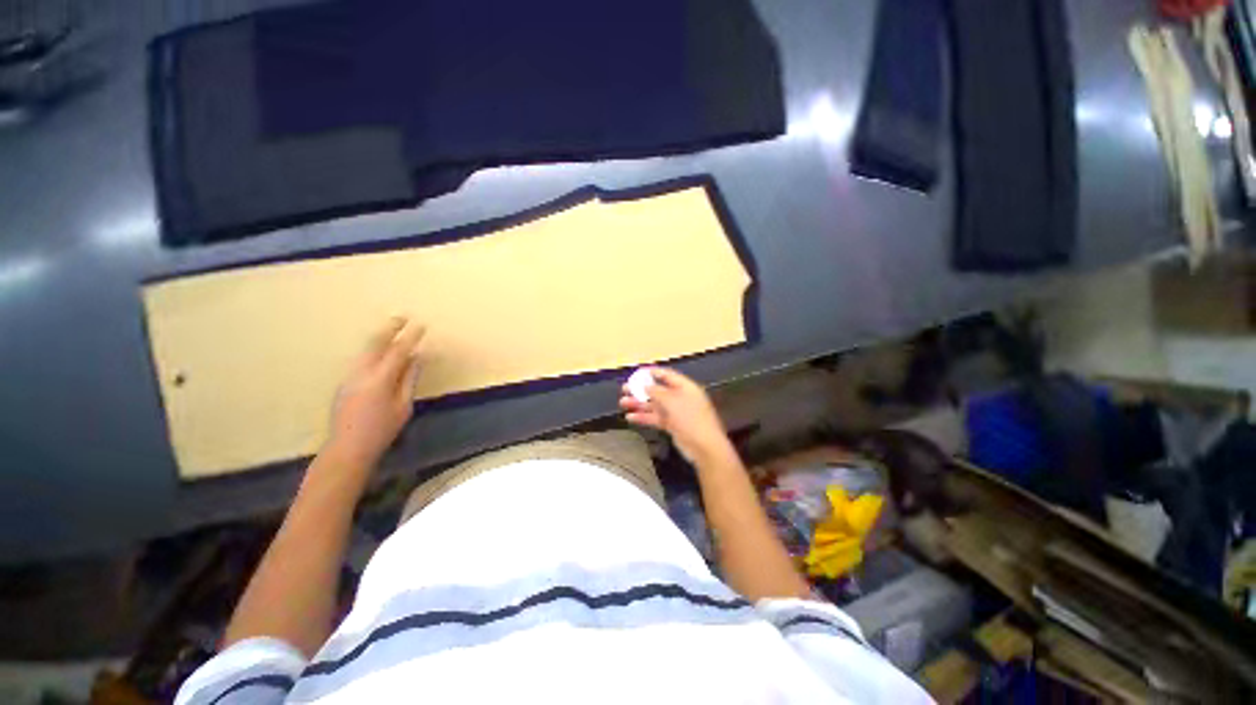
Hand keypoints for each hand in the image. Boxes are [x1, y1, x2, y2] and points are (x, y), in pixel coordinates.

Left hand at [325, 317, 425, 469]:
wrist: (347, 448)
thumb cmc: (382, 430)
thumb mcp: (403, 406)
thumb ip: (410, 379)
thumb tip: (417, 358)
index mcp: (380, 380)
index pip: (398, 352)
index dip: (410, 337)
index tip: (421, 325)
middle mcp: (361, 373)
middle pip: (374, 343)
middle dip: (389, 328)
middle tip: (402, 317)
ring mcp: (349, 377)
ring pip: (365, 350)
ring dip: (380, 337)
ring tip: (393, 329)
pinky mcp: (344, 382)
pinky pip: (361, 360)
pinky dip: (374, 351)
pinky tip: (382, 352)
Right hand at [619, 367, 732, 464]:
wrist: (704, 447)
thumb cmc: (690, 418)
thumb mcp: (672, 401)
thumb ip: (656, 392)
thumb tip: (644, 385)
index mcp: (685, 387)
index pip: (667, 375)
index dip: (651, 373)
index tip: (636, 373)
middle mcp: (680, 397)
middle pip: (658, 390)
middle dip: (641, 389)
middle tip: (624, 389)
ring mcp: (676, 412)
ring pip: (655, 405)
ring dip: (639, 404)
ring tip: (622, 403)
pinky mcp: (672, 425)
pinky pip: (656, 418)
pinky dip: (644, 417)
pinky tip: (630, 417)